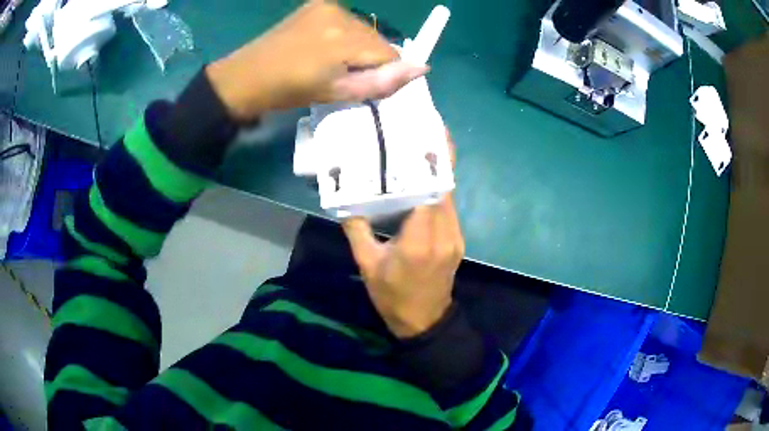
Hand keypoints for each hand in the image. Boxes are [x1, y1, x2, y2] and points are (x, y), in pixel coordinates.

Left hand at [206, 1, 427, 121]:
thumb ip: (382, 82)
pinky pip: (347, 20)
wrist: (248, 76)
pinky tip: (322, 44)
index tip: (361, 83)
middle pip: (377, 38)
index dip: (382, 71)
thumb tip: (423, 68)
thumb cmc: (290, 91)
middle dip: (368, 58)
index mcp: (344, 39)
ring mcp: (327, 6)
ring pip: (364, 29)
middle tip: (340, 73)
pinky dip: (344, 34)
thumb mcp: (337, 94)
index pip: (389, 53)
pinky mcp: (317, 3)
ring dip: (357, 45)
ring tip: (328, 60)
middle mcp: (340, 15)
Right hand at [343, 135, 462, 338]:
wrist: (423, 321)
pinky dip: (439, 190)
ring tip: (423, 149)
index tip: (427, 135)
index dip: (431, 162)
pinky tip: (425, 180)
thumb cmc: (392, 296)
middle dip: (437, 158)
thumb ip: (356, 229)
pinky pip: (449, 208)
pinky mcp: (457, 240)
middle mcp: (445, 234)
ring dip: (438, 173)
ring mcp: (455, 237)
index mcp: (420, 240)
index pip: (432, 191)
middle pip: (445, 187)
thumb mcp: (367, 264)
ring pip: (449, 196)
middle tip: (424, 131)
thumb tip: (347, 198)